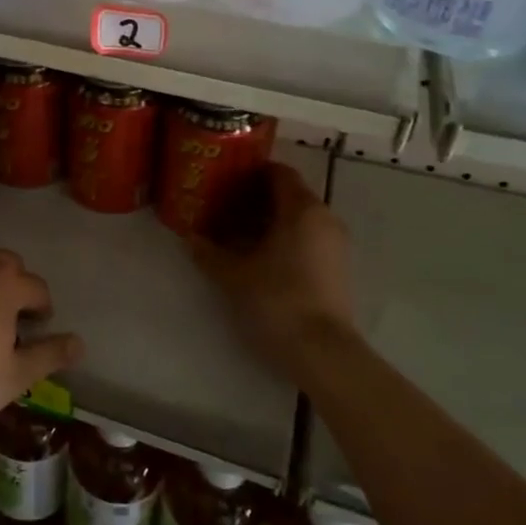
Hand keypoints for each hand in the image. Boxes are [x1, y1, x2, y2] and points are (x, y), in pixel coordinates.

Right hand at [190, 162, 358, 377]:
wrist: (322, 352)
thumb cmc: (276, 299)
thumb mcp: (233, 275)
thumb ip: (209, 252)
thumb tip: (189, 238)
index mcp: (301, 209)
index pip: (278, 173)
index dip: (250, 172)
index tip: (223, 179)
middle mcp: (323, 218)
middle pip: (288, 195)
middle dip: (255, 198)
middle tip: (221, 206)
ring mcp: (334, 244)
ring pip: (297, 219)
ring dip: (268, 221)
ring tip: (233, 233)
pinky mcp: (336, 268)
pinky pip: (306, 239)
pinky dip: (282, 239)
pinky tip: (256, 257)